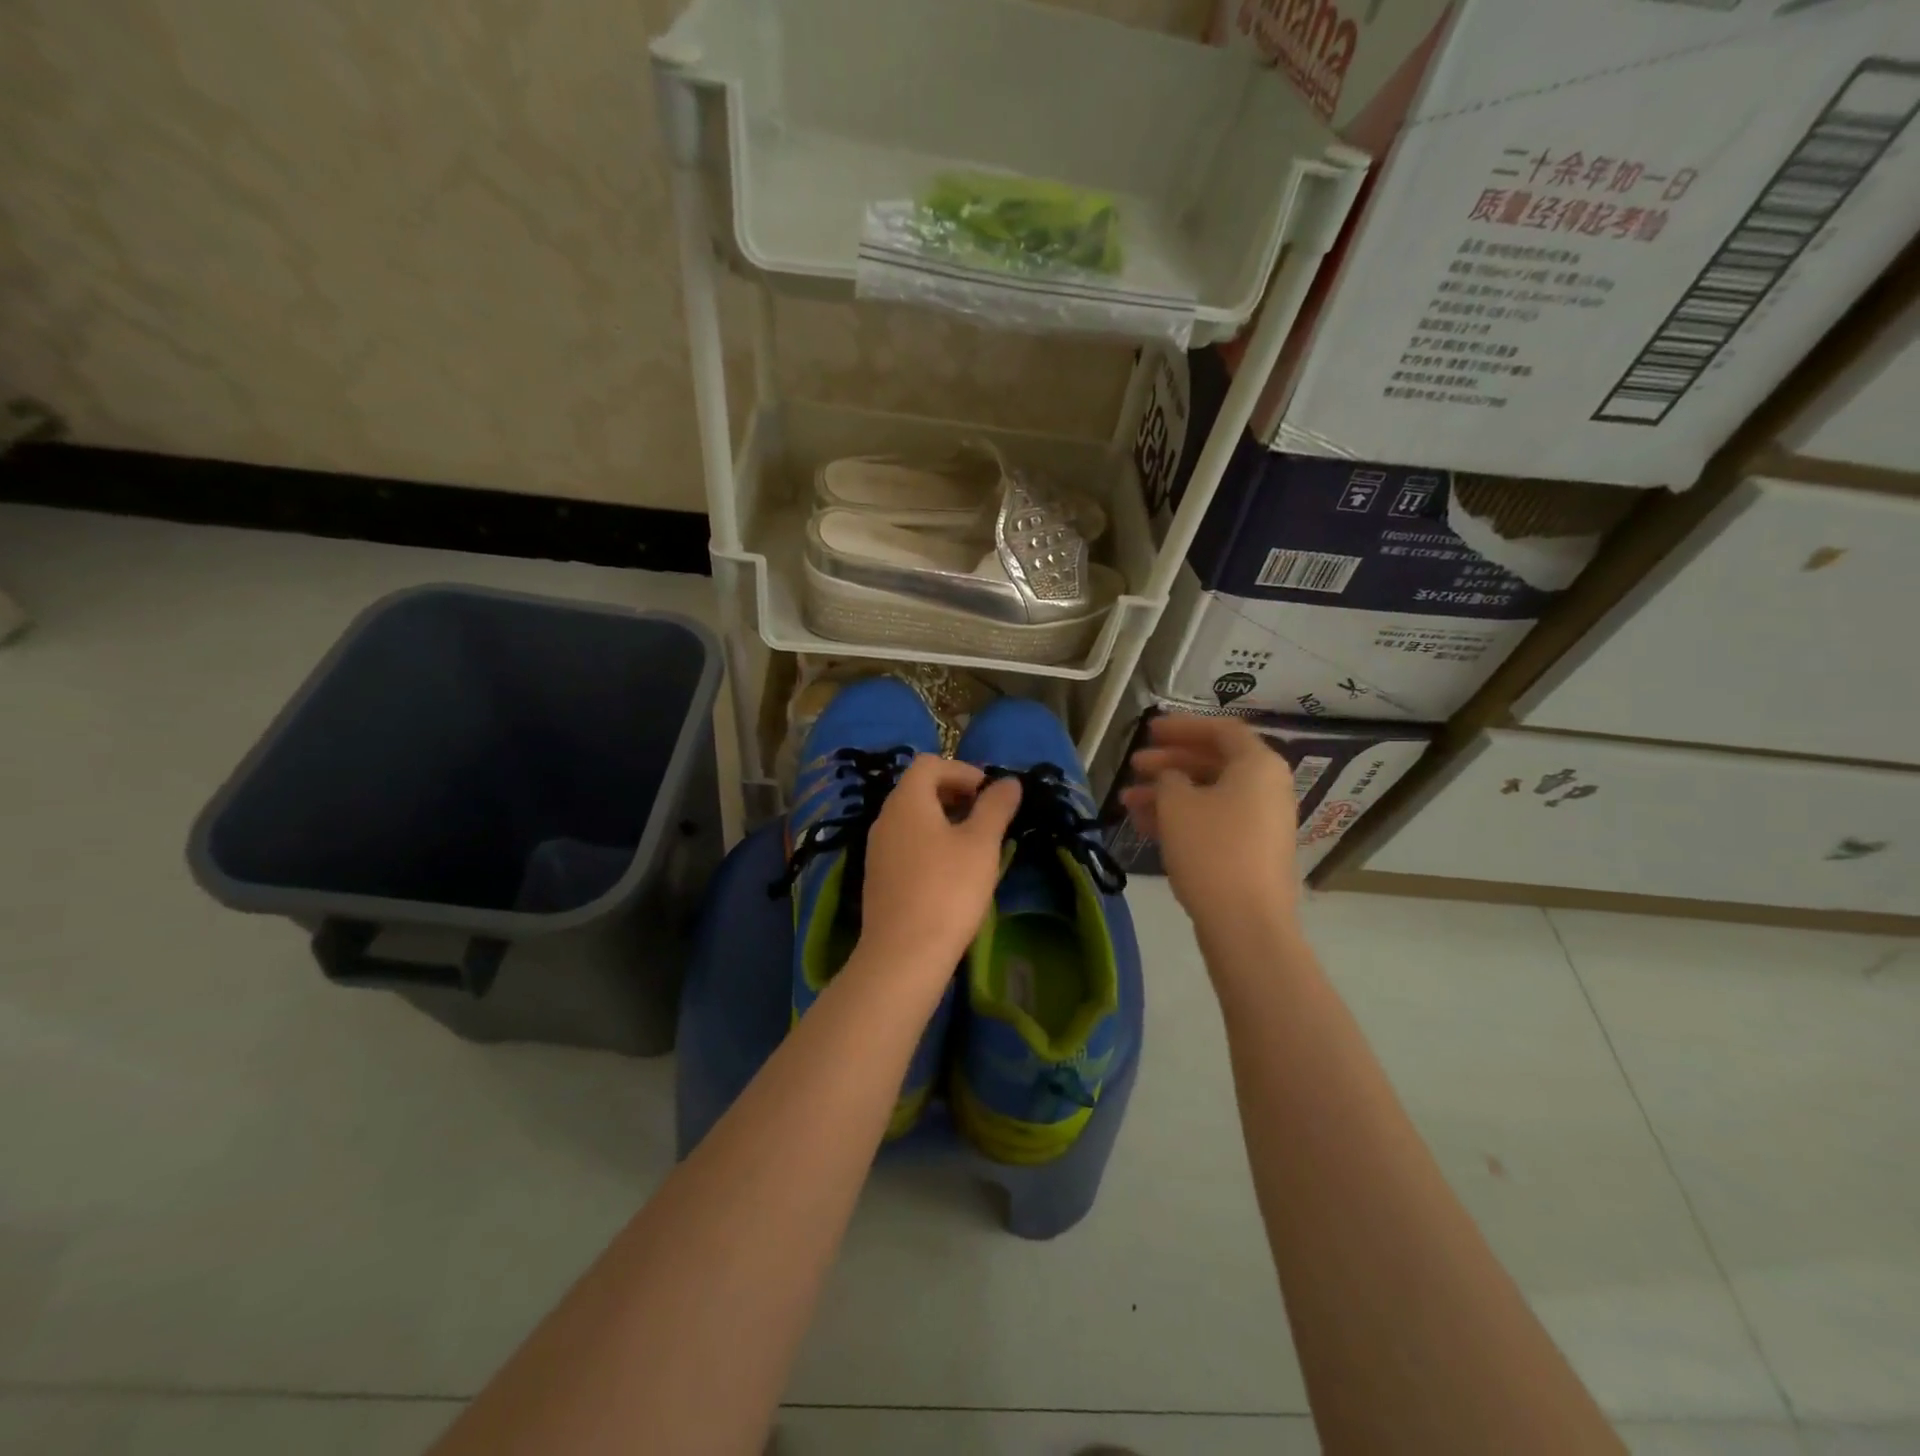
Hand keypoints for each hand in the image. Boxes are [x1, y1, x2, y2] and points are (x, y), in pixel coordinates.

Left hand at [858, 755, 1021, 979]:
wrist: (903, 954)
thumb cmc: (948, 889)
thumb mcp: (981, 844)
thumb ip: (996, 807)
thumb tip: (1009, 782)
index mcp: (907, 801)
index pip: (930, 764)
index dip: (963, 770)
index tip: (989, 795)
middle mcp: (885, 818)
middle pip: (918, 789)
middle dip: (955, 795)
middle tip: (986, 818)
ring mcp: (878, 849)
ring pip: (912, 819)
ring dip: (944, 821)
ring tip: (974, 846)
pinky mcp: (878, 877)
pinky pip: (906, 844)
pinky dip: (930, 844)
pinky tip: (951, 873)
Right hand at [1119, 714, 1300, 933]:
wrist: (1246, 922)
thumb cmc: (1212, 849)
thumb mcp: (1178, 804)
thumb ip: (1169, 779)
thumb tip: (1172, 779)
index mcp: (1258, 765)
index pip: (1221, 730)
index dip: (1182, 726)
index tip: (1149, 730)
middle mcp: (1267, 788)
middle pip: (1214, 762)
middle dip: (1170, 762)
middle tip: (1135, 764)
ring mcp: (1262, 822)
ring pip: (1209, 794)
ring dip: (1169, 793)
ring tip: (1128, 800)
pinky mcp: (1251, 851)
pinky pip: (1214, 821)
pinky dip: (1182, 817)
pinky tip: (1145, 825)